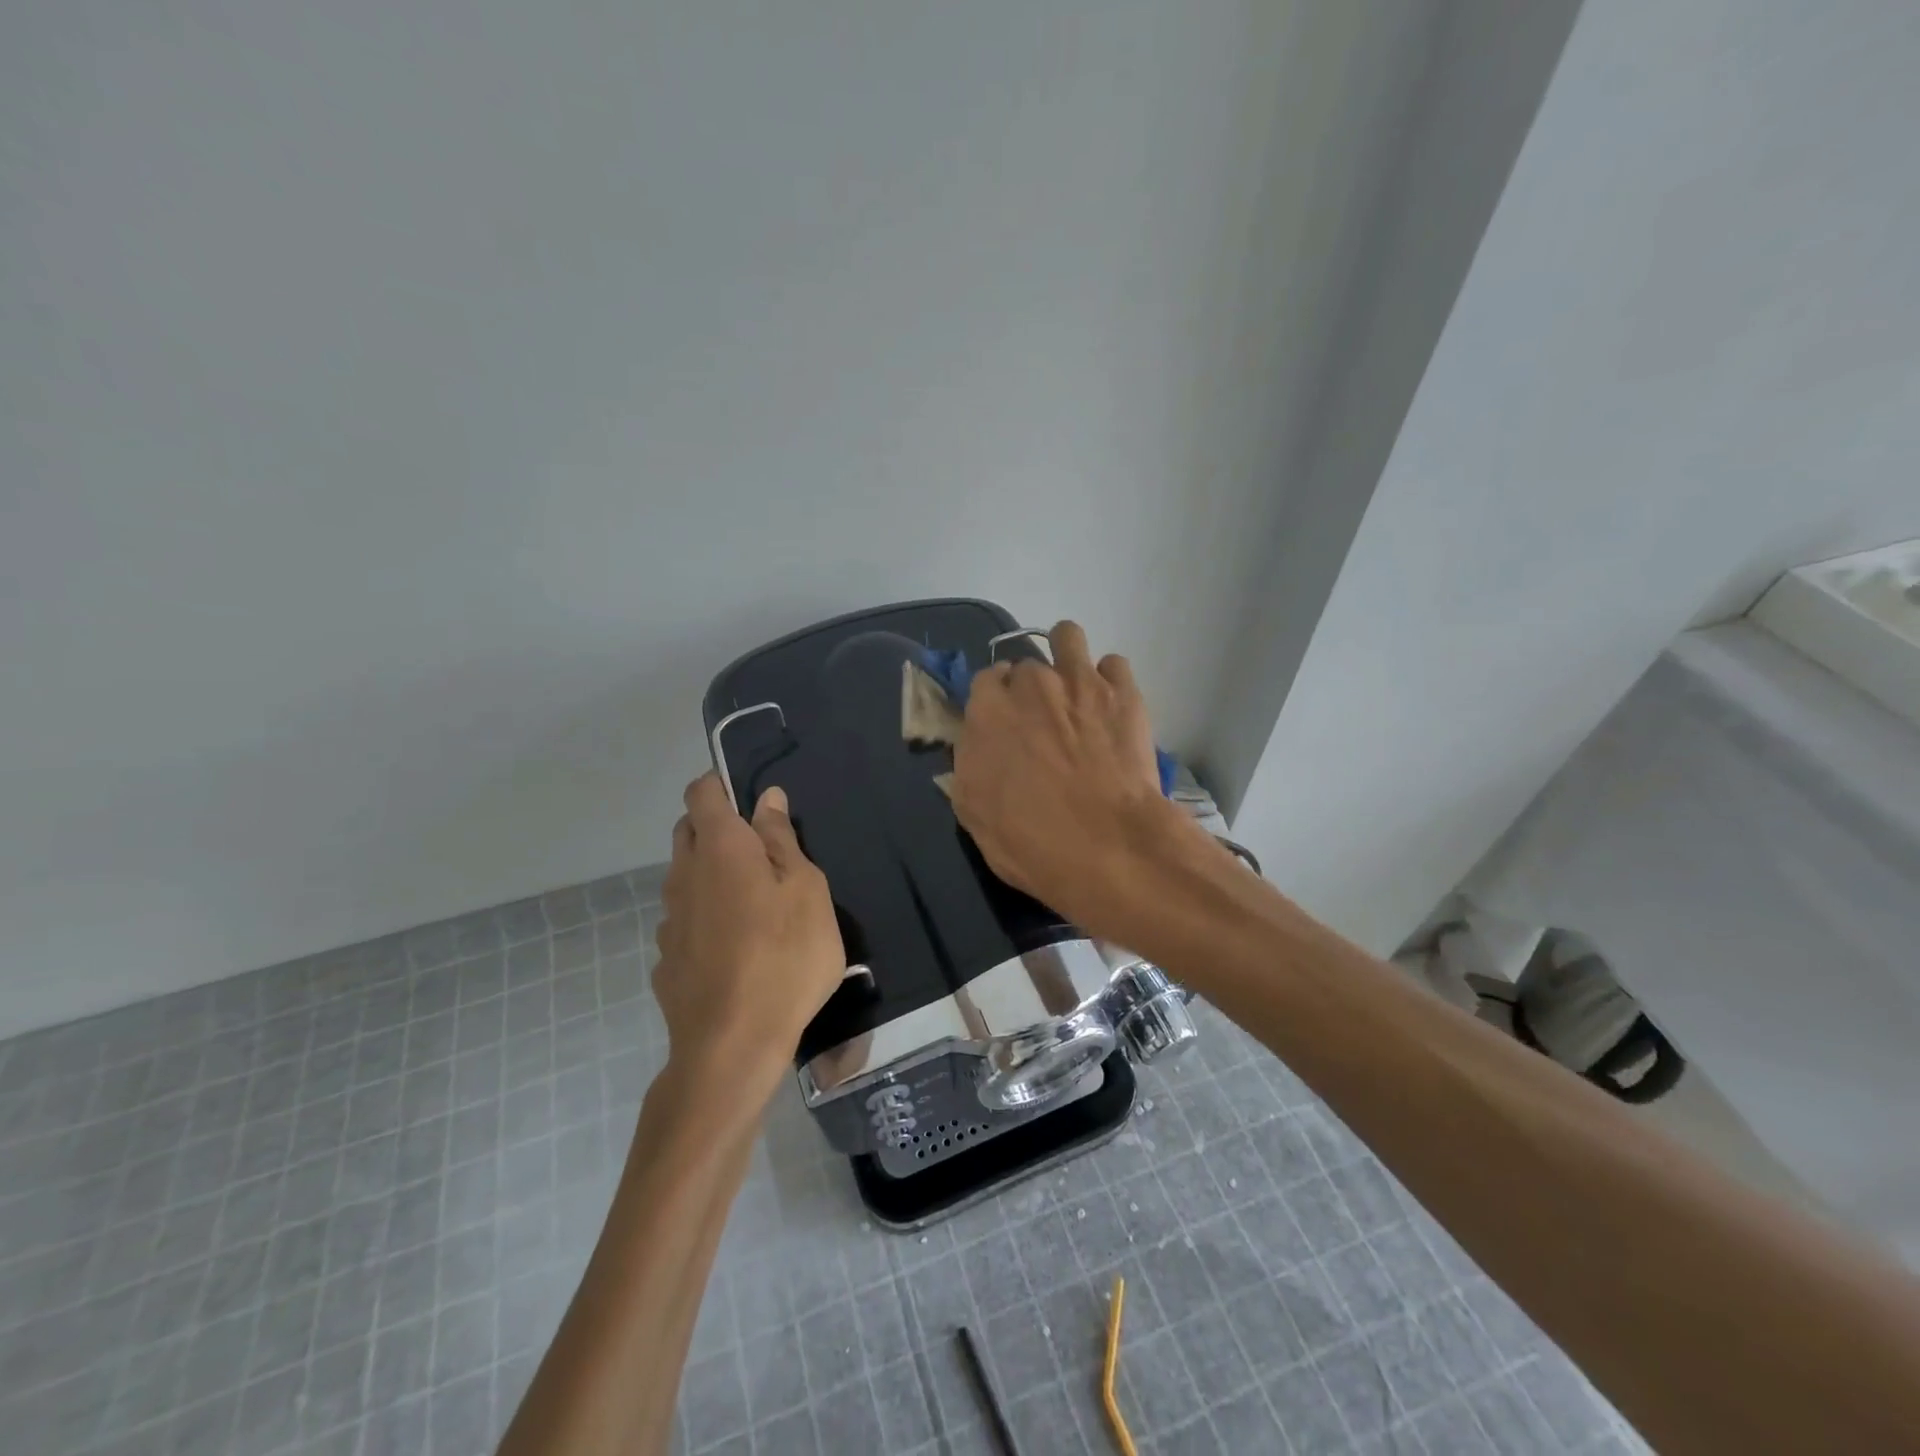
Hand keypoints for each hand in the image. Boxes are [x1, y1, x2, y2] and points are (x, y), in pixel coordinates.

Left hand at [653, 774, 845, 1099]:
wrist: (732, 1045)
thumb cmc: (785, 956)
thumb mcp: (806, 891)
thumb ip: (782, 840)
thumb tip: (766, 799)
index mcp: (721, 848)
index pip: (701, 792)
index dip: (720, 786)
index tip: (750, 801)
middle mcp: (685, 875)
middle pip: (689, 831)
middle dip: (718, 828)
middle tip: (762, 854)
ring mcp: (669, 919)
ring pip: (685, 878)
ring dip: (712, 876)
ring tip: (754, 907)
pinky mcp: (666, 959)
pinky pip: (685, 921)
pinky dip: (705, 919)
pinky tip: (734, 950)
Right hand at [950, 621, 1186, 933]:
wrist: (1107, 845)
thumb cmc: (1030, 840)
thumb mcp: (973, 812)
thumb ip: (970, 765)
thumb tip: (977, 747)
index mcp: (988, 710)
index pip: (985, 680)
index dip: (995, 700)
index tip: (1005, 722)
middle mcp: (1031, 683)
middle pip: (1026, 664)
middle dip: (1031, 688)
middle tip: (1044, 722)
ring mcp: (1080, 681)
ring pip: (1067, 636)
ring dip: (1066, 657)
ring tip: (1075, 689)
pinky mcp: (1123, 692)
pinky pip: (1114, 663)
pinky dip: (1110, 680)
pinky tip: (1111, 706)